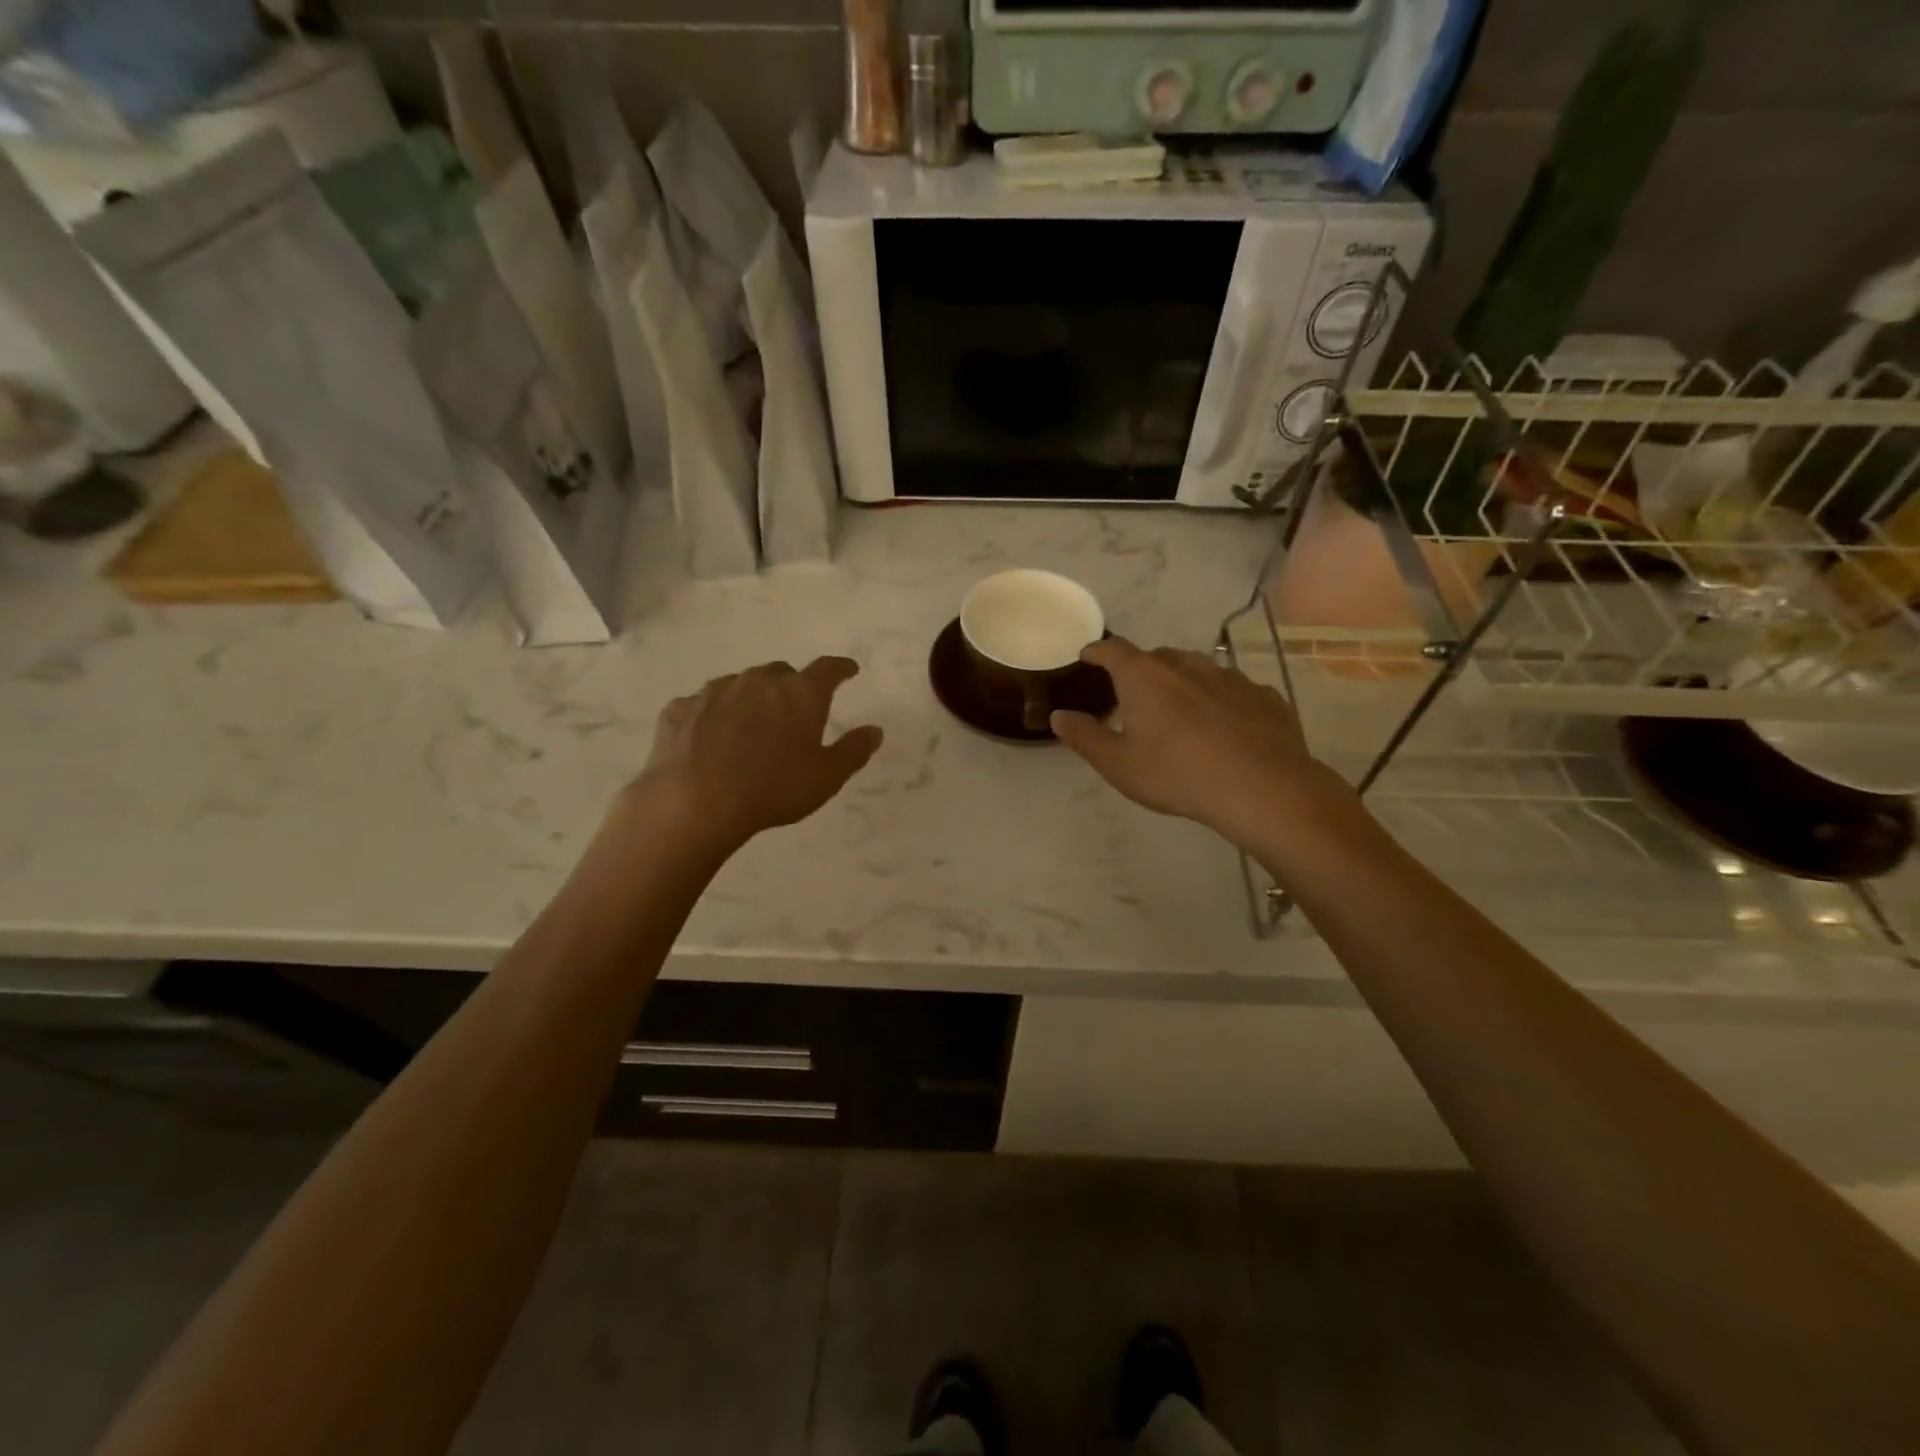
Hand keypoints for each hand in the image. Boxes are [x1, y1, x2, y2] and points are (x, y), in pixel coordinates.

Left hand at [628, 657, 883, 853]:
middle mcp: (758, 681)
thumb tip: (875, 731)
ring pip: (740, 684)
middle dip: (790, 687)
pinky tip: (709, 740)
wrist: (694, 803)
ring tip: (749, 729)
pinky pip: (703, 704)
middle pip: (780, 673)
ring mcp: (715, 691)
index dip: (841, 669)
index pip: (828, 669)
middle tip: (792, 713)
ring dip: (749, 699)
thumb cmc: (772, 789)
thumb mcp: (826, 778)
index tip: (848, 671)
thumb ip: (854, 751)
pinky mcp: (681, 708)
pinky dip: (712, 715)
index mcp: (800, 694)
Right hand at [1051, 638, 1351, 850]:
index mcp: (1145, 677)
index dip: (1098, 651)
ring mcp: (1230, 677)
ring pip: (1198, 669)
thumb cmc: (1177, 774)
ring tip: (1180, 709)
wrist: (1261, 788)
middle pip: (1157, 656)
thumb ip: (1084, 737)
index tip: (1088, 656)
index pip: (1113, 650)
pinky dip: (1220, 700)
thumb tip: (1059, 716)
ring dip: (1183, 681)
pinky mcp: (1264, 696)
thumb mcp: (1118, 764)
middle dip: (1141, 669)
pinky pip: (1233, 690)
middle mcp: (1187, 665)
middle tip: (1135, 694)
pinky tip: (1224, 727)